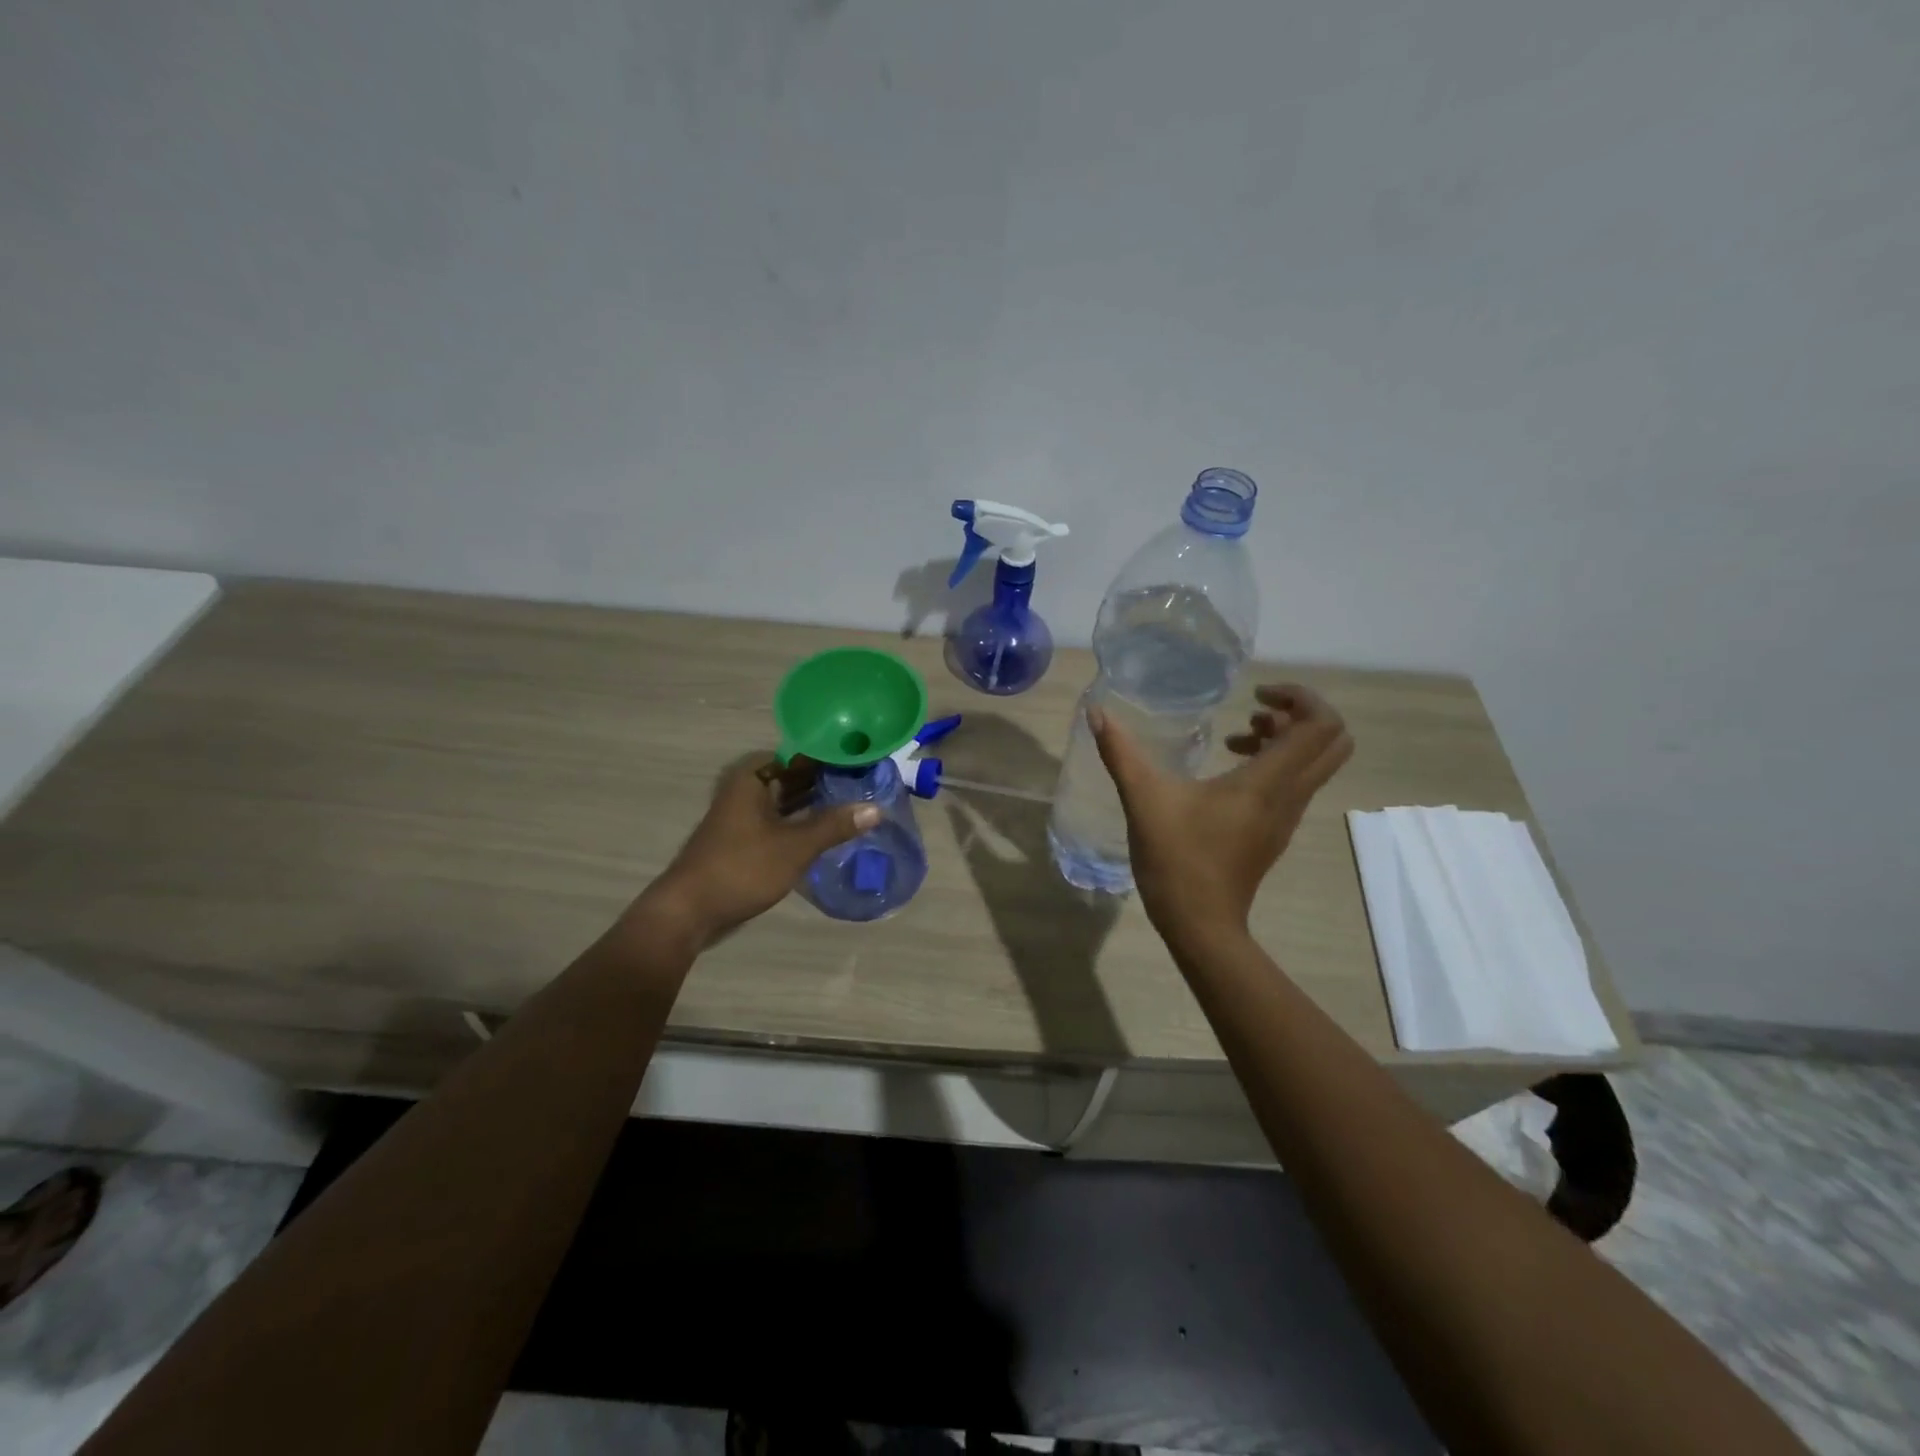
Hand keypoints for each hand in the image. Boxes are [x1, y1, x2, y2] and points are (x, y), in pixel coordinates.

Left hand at [644, 756, 878, 947]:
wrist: (689, 912)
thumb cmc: (741, 869)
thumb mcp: (795, 846)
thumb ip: (834, 825)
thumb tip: (876, 809)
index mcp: (753, 777)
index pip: (801, 753)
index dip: (832, 754)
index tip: (865, 758)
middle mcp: (747, 788)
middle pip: (795, 775)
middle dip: (828, 779)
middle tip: (870, 781)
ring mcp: (745, 815)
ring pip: (789, 800)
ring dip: (818, 802)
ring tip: (858, 802)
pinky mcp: (746, 839)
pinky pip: (782, 820)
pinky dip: (804, 821)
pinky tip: (831, 829)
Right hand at [1088, 683, 1352, 945]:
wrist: (1200, 924)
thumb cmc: (1177, 860)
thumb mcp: (1144, 800)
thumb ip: (1120, 752)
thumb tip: (1096, 712)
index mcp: (1268, 782)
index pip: (1321, 725)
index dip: (1300, 697)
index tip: (1255, 695)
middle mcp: (1290, 795)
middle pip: (1333, 741)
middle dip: (1302, 714)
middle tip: (1257, 710)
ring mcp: (1287, 816)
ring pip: (1316, 763)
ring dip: (1287, 738)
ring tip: (1238, 737)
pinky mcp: (1275, 830)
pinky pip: (1296, 783)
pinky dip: (1276, 763)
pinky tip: (1230, 770)